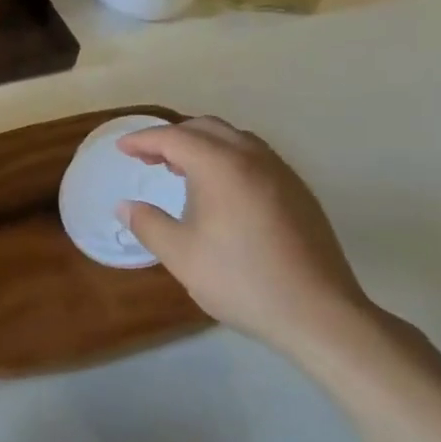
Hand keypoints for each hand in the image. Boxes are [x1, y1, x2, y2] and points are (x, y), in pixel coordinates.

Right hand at [116, 116, 379, 362]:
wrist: (319, 313)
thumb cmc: (240, 280)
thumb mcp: (180, 255)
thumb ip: (148, 224)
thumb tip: (126, 206)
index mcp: (221, 166)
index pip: (173, 138)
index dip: (142, 140)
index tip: (121, 149)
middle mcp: (253, 158)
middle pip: (205, 128)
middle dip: (172, 136)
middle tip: (147, 158)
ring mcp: (281, 172)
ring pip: (234, 139)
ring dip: (202, 144)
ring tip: (180, 169)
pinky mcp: (299, 191)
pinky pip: (255, 157)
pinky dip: (227, 158)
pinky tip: (220, 190)